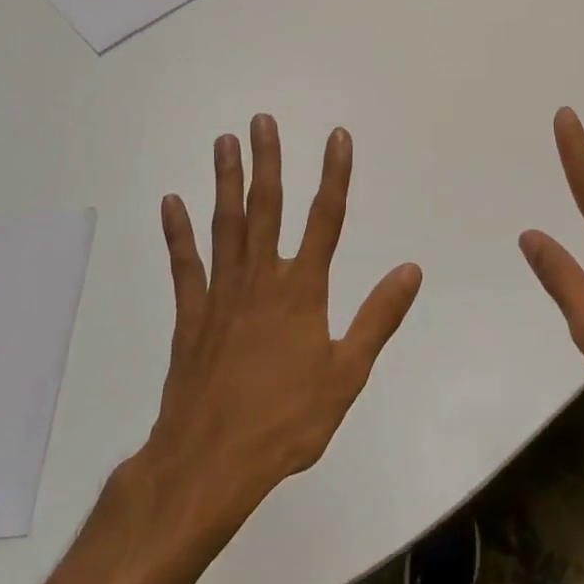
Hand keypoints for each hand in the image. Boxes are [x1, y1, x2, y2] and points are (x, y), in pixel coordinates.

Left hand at [140, 116, 422, 525]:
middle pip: (267, 208)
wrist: (211, 462)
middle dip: (269, 161)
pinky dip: (178, 233)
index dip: (334, 175)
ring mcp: (221, 294)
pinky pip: (184, 265)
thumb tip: (410, 270)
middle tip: (262, 121)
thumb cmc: (287, 420)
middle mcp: (262, 280)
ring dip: (226, 181)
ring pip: (225, 225)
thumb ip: (378, 317)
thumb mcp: (347, 373)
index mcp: (303, 291)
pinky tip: (172, 202)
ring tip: (224, 142)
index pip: (326, 219)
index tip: (337, 137)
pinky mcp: (190, 315)